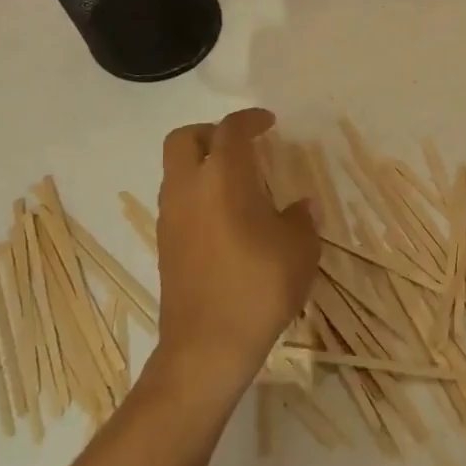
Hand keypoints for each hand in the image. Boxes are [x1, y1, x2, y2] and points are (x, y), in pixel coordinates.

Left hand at [154, 108, 318, 395]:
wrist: (207, 345)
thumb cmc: (259, 287)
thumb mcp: (300, 249)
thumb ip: (301, 219)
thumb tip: (300, 206)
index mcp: (224, 179)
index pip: (231, 130)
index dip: (250, 119)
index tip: (268, 122)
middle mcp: (189, 189)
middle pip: (184, 138)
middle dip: (212, 133)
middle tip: (242, 145)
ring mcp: (170, 217)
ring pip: (176, 170)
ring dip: (202, 163)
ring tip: (238, 182)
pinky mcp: (165, 243)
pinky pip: (177, 199)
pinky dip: (197, 193)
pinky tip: (226, 217)